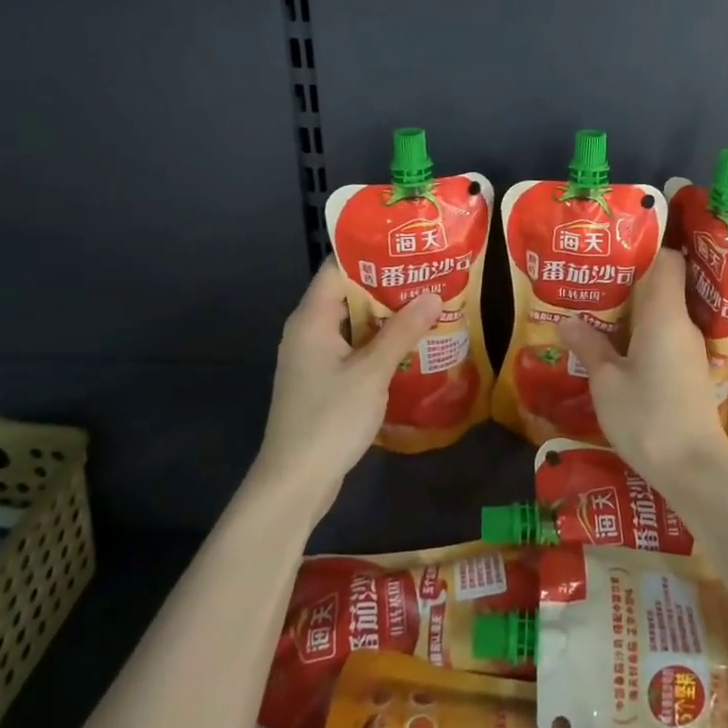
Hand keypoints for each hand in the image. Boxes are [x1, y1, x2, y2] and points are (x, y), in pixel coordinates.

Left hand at [255, 260, 442, 506]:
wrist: (295, 483)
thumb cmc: (330, 419)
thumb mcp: (372, 372)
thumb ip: (402, 331)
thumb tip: (433, 295)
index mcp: (312, 319)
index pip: (337, 268)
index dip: (370, 253)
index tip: (407, 244)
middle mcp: (308, 332)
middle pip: (348, 294)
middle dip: (387, 284)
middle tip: (429, 273)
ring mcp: (314, 359)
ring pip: (353, 324)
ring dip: (386, 316)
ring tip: (428, 303)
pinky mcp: (322, 382)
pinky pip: (353, 349)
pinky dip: (378, 343)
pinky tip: (411, 345)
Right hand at [556, 249, 727, 483]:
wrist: (694, 470)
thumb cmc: (648, 416)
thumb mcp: (606, 381)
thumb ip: (588, 346)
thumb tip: (567, 320)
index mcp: (665, 314)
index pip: (668, 261)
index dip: (644, 250)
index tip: (612, 251)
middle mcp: (682, 325)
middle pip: (661, 287)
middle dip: (626, 283)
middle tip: (589, 283)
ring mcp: (689, 350)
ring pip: (660, 316)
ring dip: (630, 314)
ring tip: (594, 315)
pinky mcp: (689, 373)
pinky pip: (663, 339)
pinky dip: (640, 338)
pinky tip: (615, 352)